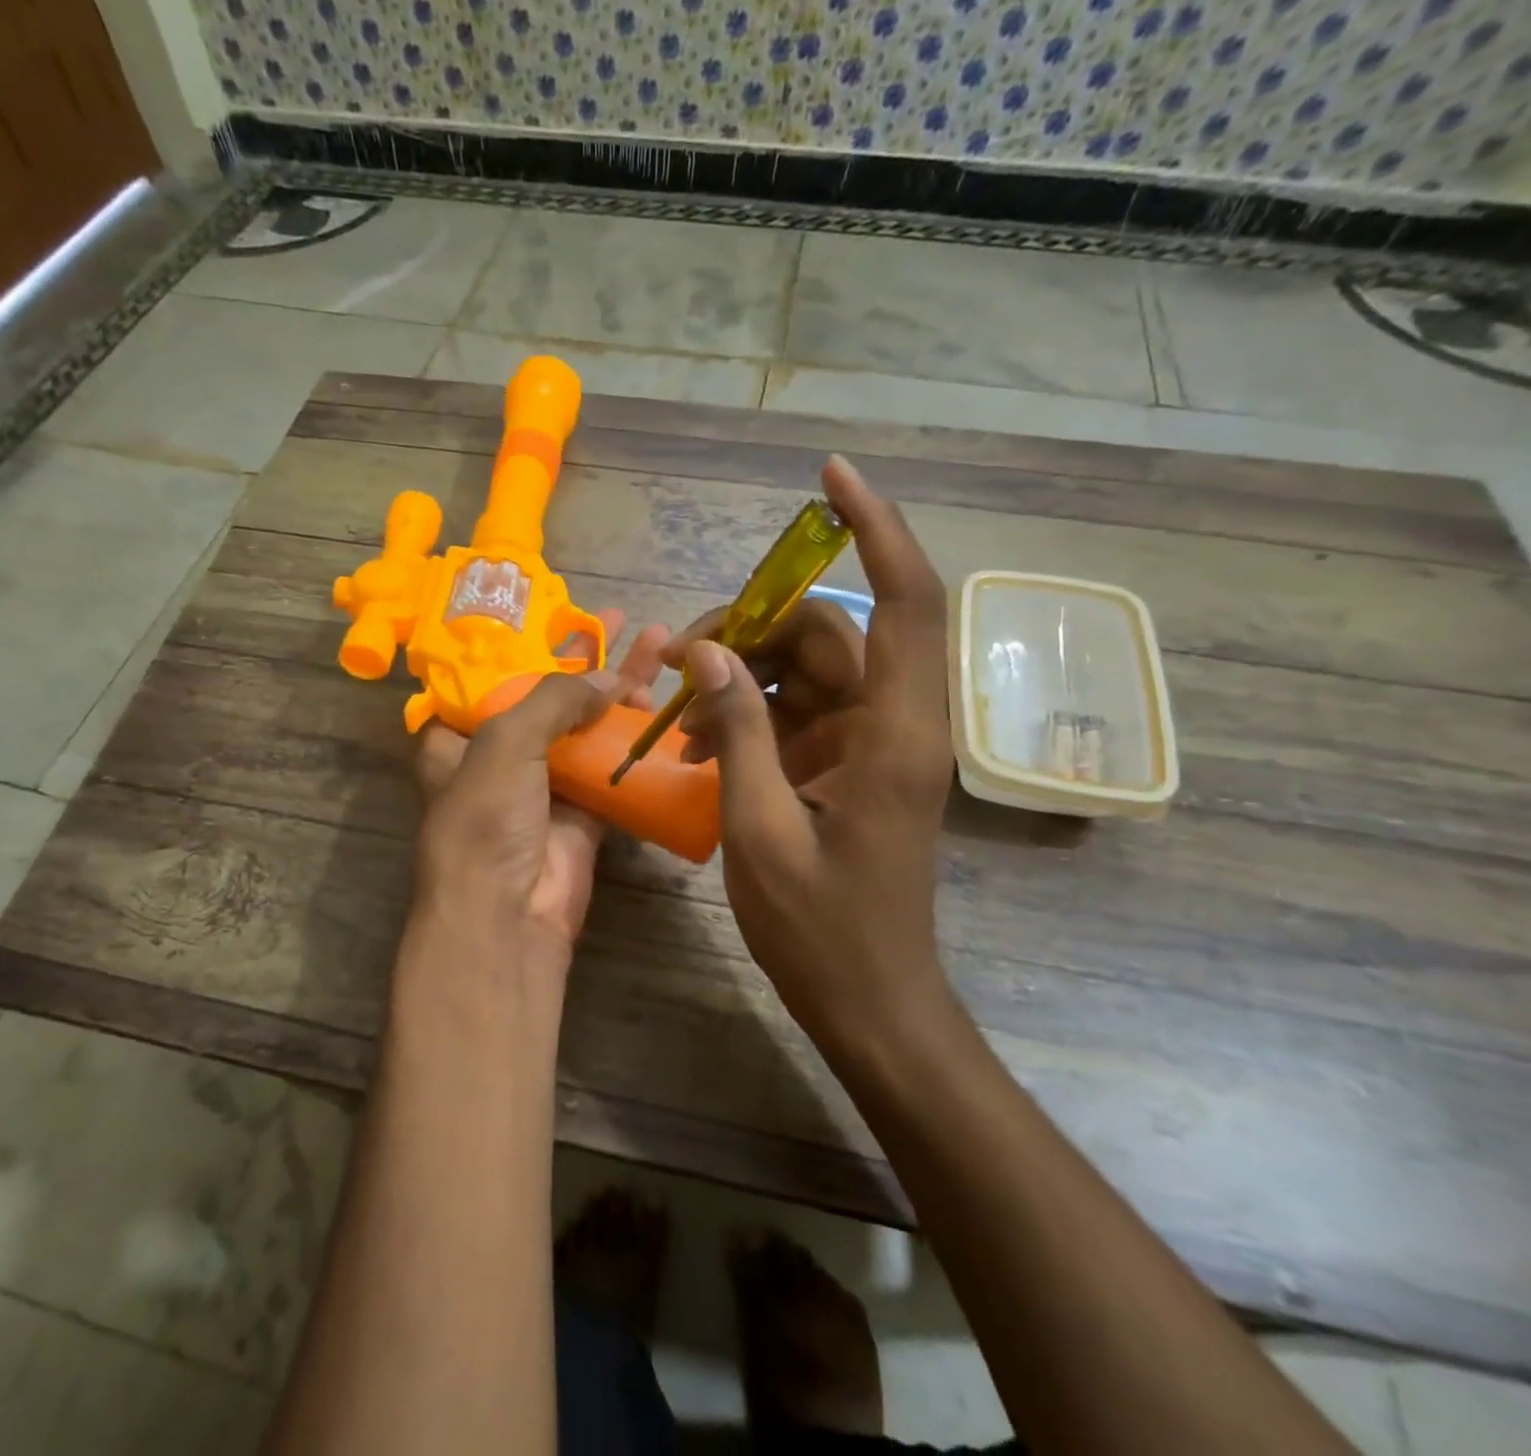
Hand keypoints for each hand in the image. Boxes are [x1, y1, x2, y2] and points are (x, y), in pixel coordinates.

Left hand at [412, 610, 668, 974]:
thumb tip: (606, 679)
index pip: (490, 677)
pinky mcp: (583, 812)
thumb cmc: (486, 820)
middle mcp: (499, 756)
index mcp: (458, 737)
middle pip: (547, 697)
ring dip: (619, 691)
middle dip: (584, 659)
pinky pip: (612, 766)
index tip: (561, 613)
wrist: (509, 915)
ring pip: (585, 727)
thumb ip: (553, 699)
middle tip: (622, 621)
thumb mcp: (505, 742)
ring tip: (661, 648)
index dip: (524, 643)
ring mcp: (544, 784)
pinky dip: (634, 739)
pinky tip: (663, 704)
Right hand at [667, 456, 956, 1064]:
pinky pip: (794, 712)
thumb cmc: (821, 928)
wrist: (869, 1002)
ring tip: (679, 717)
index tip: (831, 477)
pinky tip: (699, 748)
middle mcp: (892, 723)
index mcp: (894, 733)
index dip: (876, 528)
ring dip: (740, 677)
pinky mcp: (847, 766)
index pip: (904, 601)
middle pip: (826, 633)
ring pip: (805, 670)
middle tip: (677, 660)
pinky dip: (747, 716)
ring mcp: (869, 744)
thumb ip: (738, 730)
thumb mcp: (760, 827)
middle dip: (751, 629)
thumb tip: (707, 651)